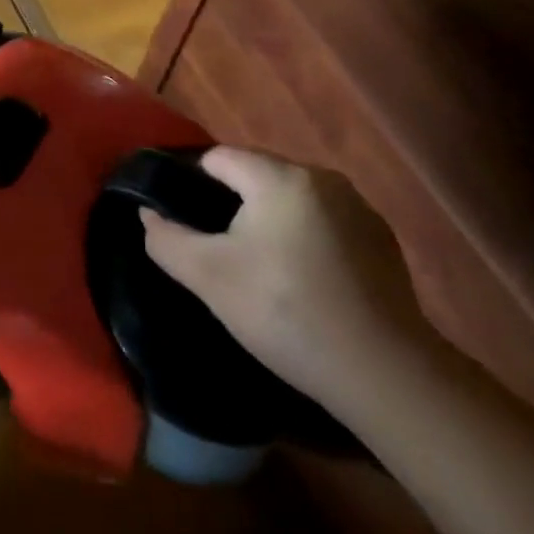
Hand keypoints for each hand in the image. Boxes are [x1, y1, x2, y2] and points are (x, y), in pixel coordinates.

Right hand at [140, 146, 435, 412]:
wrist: (385, 375)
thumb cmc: (286, 312)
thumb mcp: (209, 277)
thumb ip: (166, 238)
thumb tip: (148, 213)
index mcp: (280, 177)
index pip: (218, 158)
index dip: (192, 186)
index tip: (185, 224)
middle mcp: (322, 178)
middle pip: (256, 175)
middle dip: (232, 205)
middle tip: (219, 252)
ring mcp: (358, 208)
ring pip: (290, 199)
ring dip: (269, 222)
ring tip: (259, 269)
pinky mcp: (381, 240)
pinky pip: (323, 222)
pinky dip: (304, 239)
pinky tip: (303, 281)